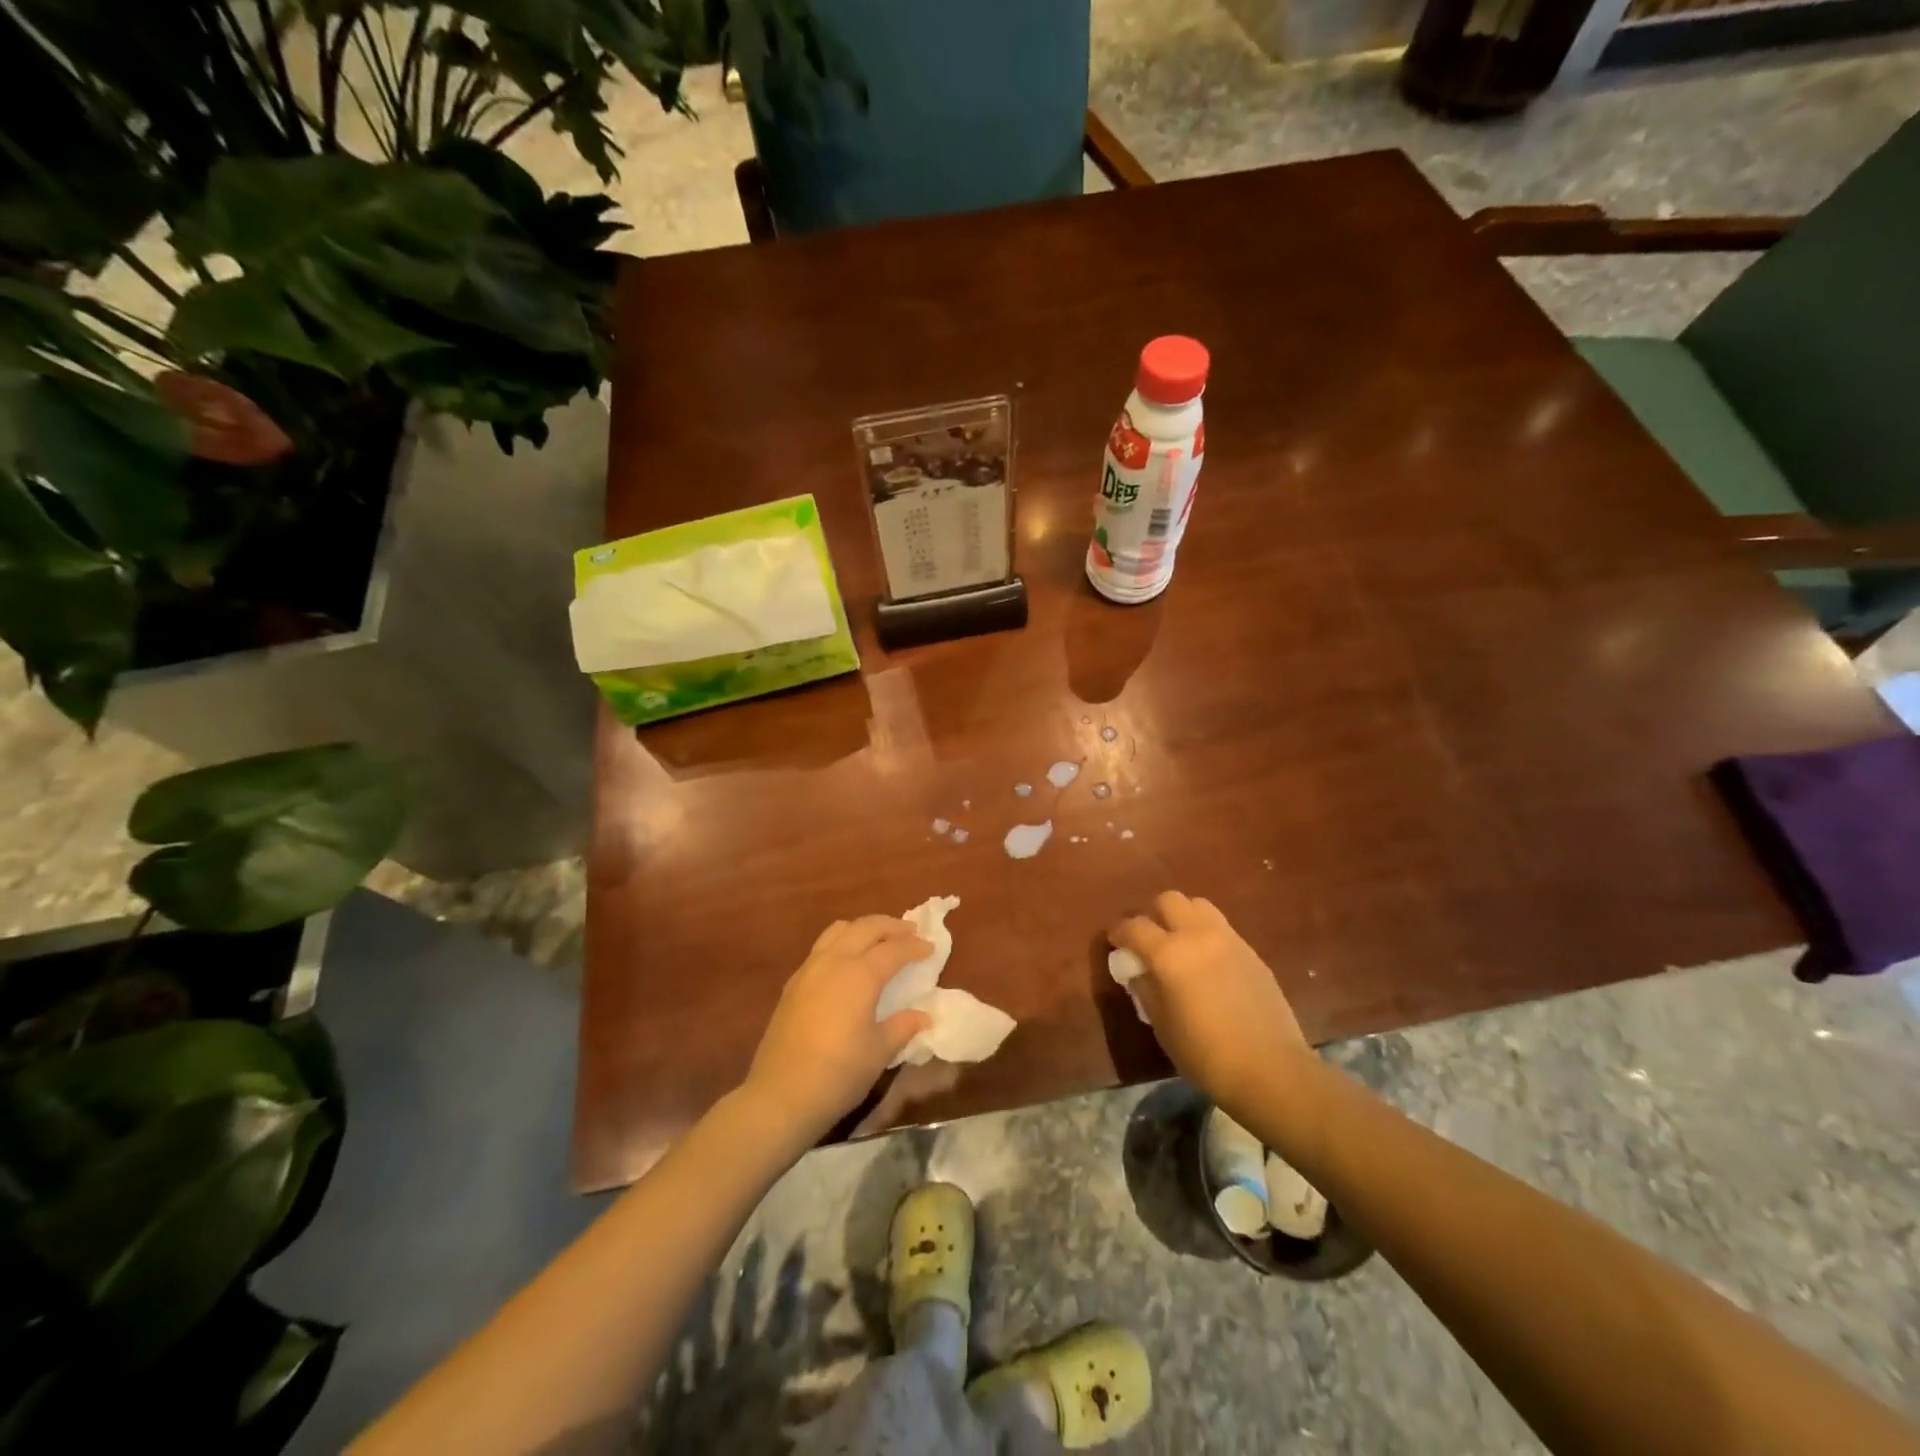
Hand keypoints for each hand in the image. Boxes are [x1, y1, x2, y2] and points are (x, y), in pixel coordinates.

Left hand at [743, 916, 932, 1140]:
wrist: (780, 1094)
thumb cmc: (838, 1073)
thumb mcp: (879, 1051)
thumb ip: (903, 1026)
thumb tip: (923, 1015)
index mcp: (860, 974)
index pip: (894, 949)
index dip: (915, 946)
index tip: (931, 948)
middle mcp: (834, 961)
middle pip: (866, 927)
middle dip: (891, 926)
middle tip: (911, 933)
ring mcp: (809, 969)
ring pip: (839, 930)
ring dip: (863, 928)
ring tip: (879, 940)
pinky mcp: (793, 983)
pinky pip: (822, 947)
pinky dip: (842, 942)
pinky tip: (848, 963)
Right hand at [1109, 891, 1309, 1105]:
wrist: (1270, 1069)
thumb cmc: (1205, 1054)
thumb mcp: (1162, 1025)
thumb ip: (1145, 989)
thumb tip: (1138, 971)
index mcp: (1169, 954)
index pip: (1134, 927)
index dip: (1119, 933)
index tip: (1116, 943)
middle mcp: (1197, 935)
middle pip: (1168, 900)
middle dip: (1152, 914)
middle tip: (1149, 939)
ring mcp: (1228, 939)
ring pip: (1198, 906)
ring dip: (1183, 917)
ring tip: (1180, 944)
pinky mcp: (1251, 951)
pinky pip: (1221, 928)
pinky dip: (1206, 934)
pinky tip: (1207, 963)